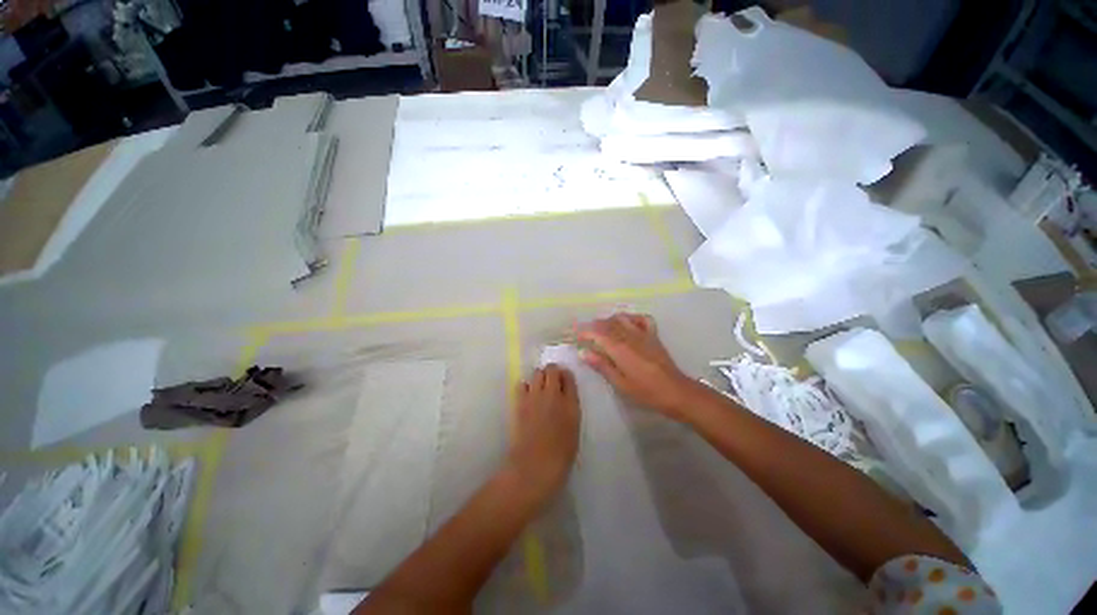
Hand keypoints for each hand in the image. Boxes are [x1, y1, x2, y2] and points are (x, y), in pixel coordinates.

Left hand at [507, 364, 580, 499]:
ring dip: (539, 376)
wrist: (535, 466)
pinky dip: (526, 386)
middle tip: (552, 381)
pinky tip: (528, 396)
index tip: (564, 381)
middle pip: (552, 369)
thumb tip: (565, 394)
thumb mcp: (574, 428)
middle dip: (552, 371)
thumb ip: (571, 407)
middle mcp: (553, 394)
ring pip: (536, 373)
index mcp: (571, 402)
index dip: (565, 376)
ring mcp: (535, 396)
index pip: (568, 376)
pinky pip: (522, 384)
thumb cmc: (560, 454)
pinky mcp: (520, 402)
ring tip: (539, 388)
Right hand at [577, 313, 700, 420]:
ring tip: (602, 329)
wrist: (675, 391)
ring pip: (622, 318)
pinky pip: (641, 318)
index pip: (597, 333)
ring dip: (609, 320)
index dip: (584, 331)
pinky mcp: (653, 335)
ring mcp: (643, 333)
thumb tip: (583, 353)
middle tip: (585, 334)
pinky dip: (631, 317)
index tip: (575, 334)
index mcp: (619, 348)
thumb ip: (601, 365)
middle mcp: (629, 336)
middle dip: (593, 326)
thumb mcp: (620, 383)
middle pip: (607, 324)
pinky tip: (626, 323)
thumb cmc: (645, 391)